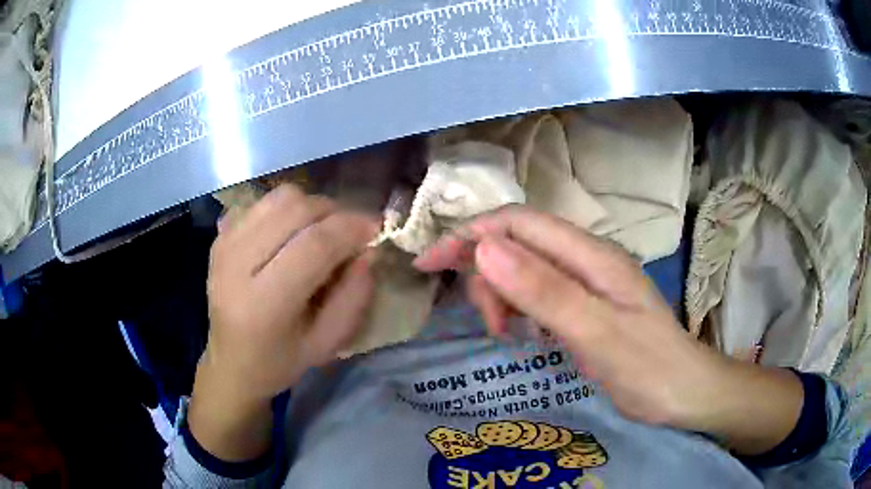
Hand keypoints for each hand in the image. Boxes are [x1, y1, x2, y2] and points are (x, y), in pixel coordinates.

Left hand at [190, 184, 377, 460]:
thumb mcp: (327, 344)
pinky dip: (287, 210)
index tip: (376, 229)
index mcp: (263, 304)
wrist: (230, 362)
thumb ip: (354, 297)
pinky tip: (291, 235)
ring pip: (279, 198)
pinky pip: (263, 203)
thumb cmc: (280, 361)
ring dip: (311, 207)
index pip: (313, 245)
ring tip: (322, 230)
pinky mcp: (220, 236)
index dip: (350, 229)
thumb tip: (369, 250)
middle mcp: (236, 265)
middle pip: (295, 210)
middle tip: (351, 231)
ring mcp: (224, 245)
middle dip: (334, 212)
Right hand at [414, 205, 801, 454]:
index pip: (518, 224)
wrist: (685, 394)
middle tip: (489, 323)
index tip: (430, 264)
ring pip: (524, 270)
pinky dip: (520, 309)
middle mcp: (586, 259)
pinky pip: (538, 294)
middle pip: (517, 243)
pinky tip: (526, 335)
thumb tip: (485, 248)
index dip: (470, 235)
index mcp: (591, 256)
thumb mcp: (597, 333)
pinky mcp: (584, 305)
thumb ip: (544, 290)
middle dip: (486, 273)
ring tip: (508, 335)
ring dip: (502, 296)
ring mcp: (586, 282)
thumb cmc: (649, 368)